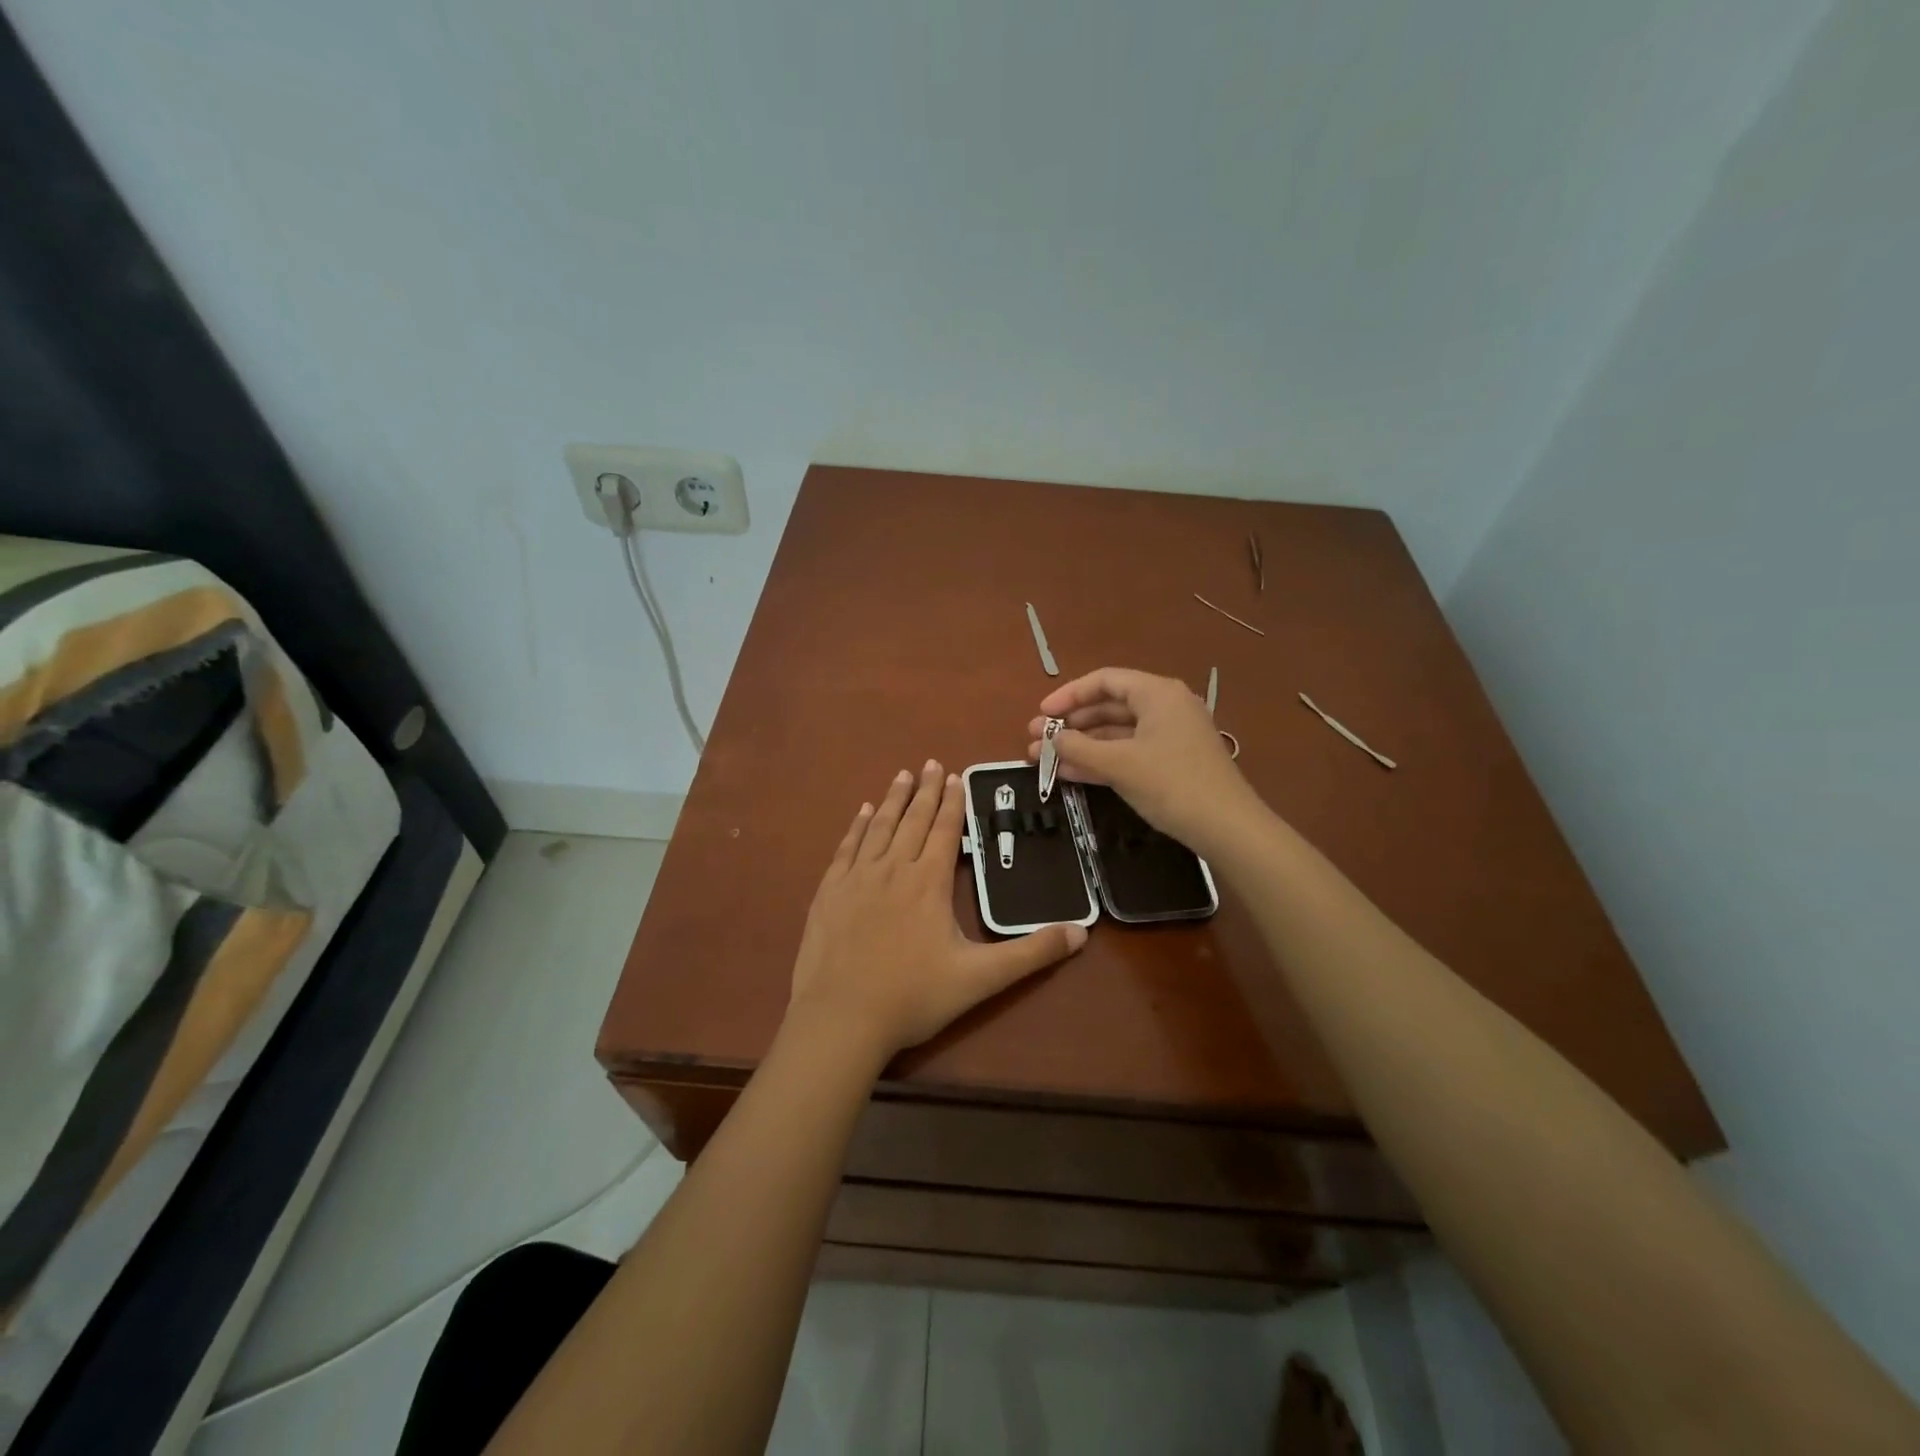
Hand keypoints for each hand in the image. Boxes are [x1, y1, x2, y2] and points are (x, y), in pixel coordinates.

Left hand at [789, 761, 1087, 1058]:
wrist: (841, 1018)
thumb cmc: (913, 997)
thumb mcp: (981, 978)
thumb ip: (1031, 954)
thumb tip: (1081, 933)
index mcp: (928, 882)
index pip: (944, 831)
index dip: (952, 803)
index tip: (956, 777)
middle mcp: (893, 868)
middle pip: (913, 820)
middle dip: (925, 790)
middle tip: (931, 763)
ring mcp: (857, 878)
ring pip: (879, 827)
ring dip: (894, 799)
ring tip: (902, 775)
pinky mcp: (829, 892)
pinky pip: (846, 848)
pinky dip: (857, 826)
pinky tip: (863, 812)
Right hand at [1027, 667, 1262, 853]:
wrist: (1227, 827)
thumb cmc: (1172, 784)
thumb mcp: (1120, 764)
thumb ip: (1080, 747)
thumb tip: (1052, 738)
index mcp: (1157, 694)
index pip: (1105, 681)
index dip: (1069, 695)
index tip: (1042, 714)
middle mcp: (1165, 707)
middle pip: (1108, 707)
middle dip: (1070, 724)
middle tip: (1036, 740)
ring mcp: (1169, 736)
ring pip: (1116, 733)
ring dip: (1080, 745)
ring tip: (1044, 760)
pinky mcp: (1171, 763)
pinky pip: (1128, 753)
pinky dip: (1100, 760)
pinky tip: (1070, 773)